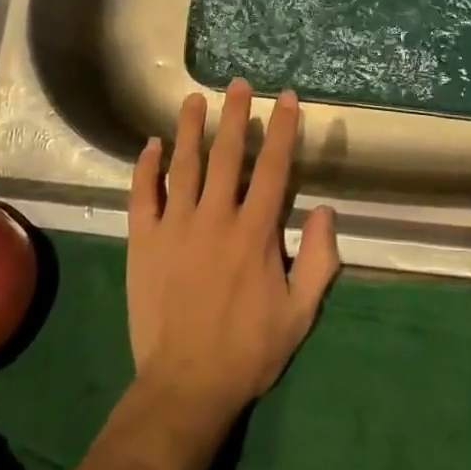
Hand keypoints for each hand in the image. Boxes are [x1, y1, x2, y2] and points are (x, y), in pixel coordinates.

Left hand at [126, 80, 340, 428]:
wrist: (185, 386)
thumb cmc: (248, 350)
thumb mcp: (300, 313)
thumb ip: (320, 260)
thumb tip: (327, 211)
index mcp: (255, 232)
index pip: (274, 168)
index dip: (282, 129)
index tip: (286, 98)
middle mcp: (215, 217)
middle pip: (227, 154)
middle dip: (235, 115)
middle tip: (239, 83)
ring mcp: (175, 226)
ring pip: (184, 165)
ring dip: (190, 128)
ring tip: (195, 98)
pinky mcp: (144, 240)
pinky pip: (143, 194)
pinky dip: (146, 167)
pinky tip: (151, 145)